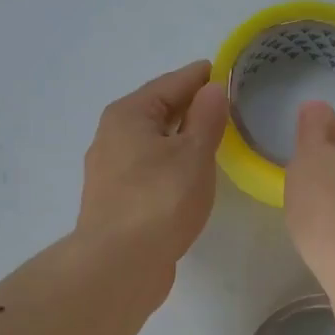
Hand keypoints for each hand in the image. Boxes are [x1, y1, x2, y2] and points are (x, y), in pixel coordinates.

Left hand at [76, 60, 228, 286]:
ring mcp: (110, 170)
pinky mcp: (115, 199)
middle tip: (225, 103)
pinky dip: (169, 161)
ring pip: (151, 141)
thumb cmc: (160, 200)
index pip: (171, 83)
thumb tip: (212, 88)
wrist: (119, 264)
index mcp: (129, 114)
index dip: (199, 76)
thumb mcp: (193, 154)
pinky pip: (148, 167)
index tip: (224, 70)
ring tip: (212, 136)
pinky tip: (188, 173)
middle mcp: (112, 135)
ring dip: (178, 136)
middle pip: (157, 110)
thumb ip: (206, 118)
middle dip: (189, 105)